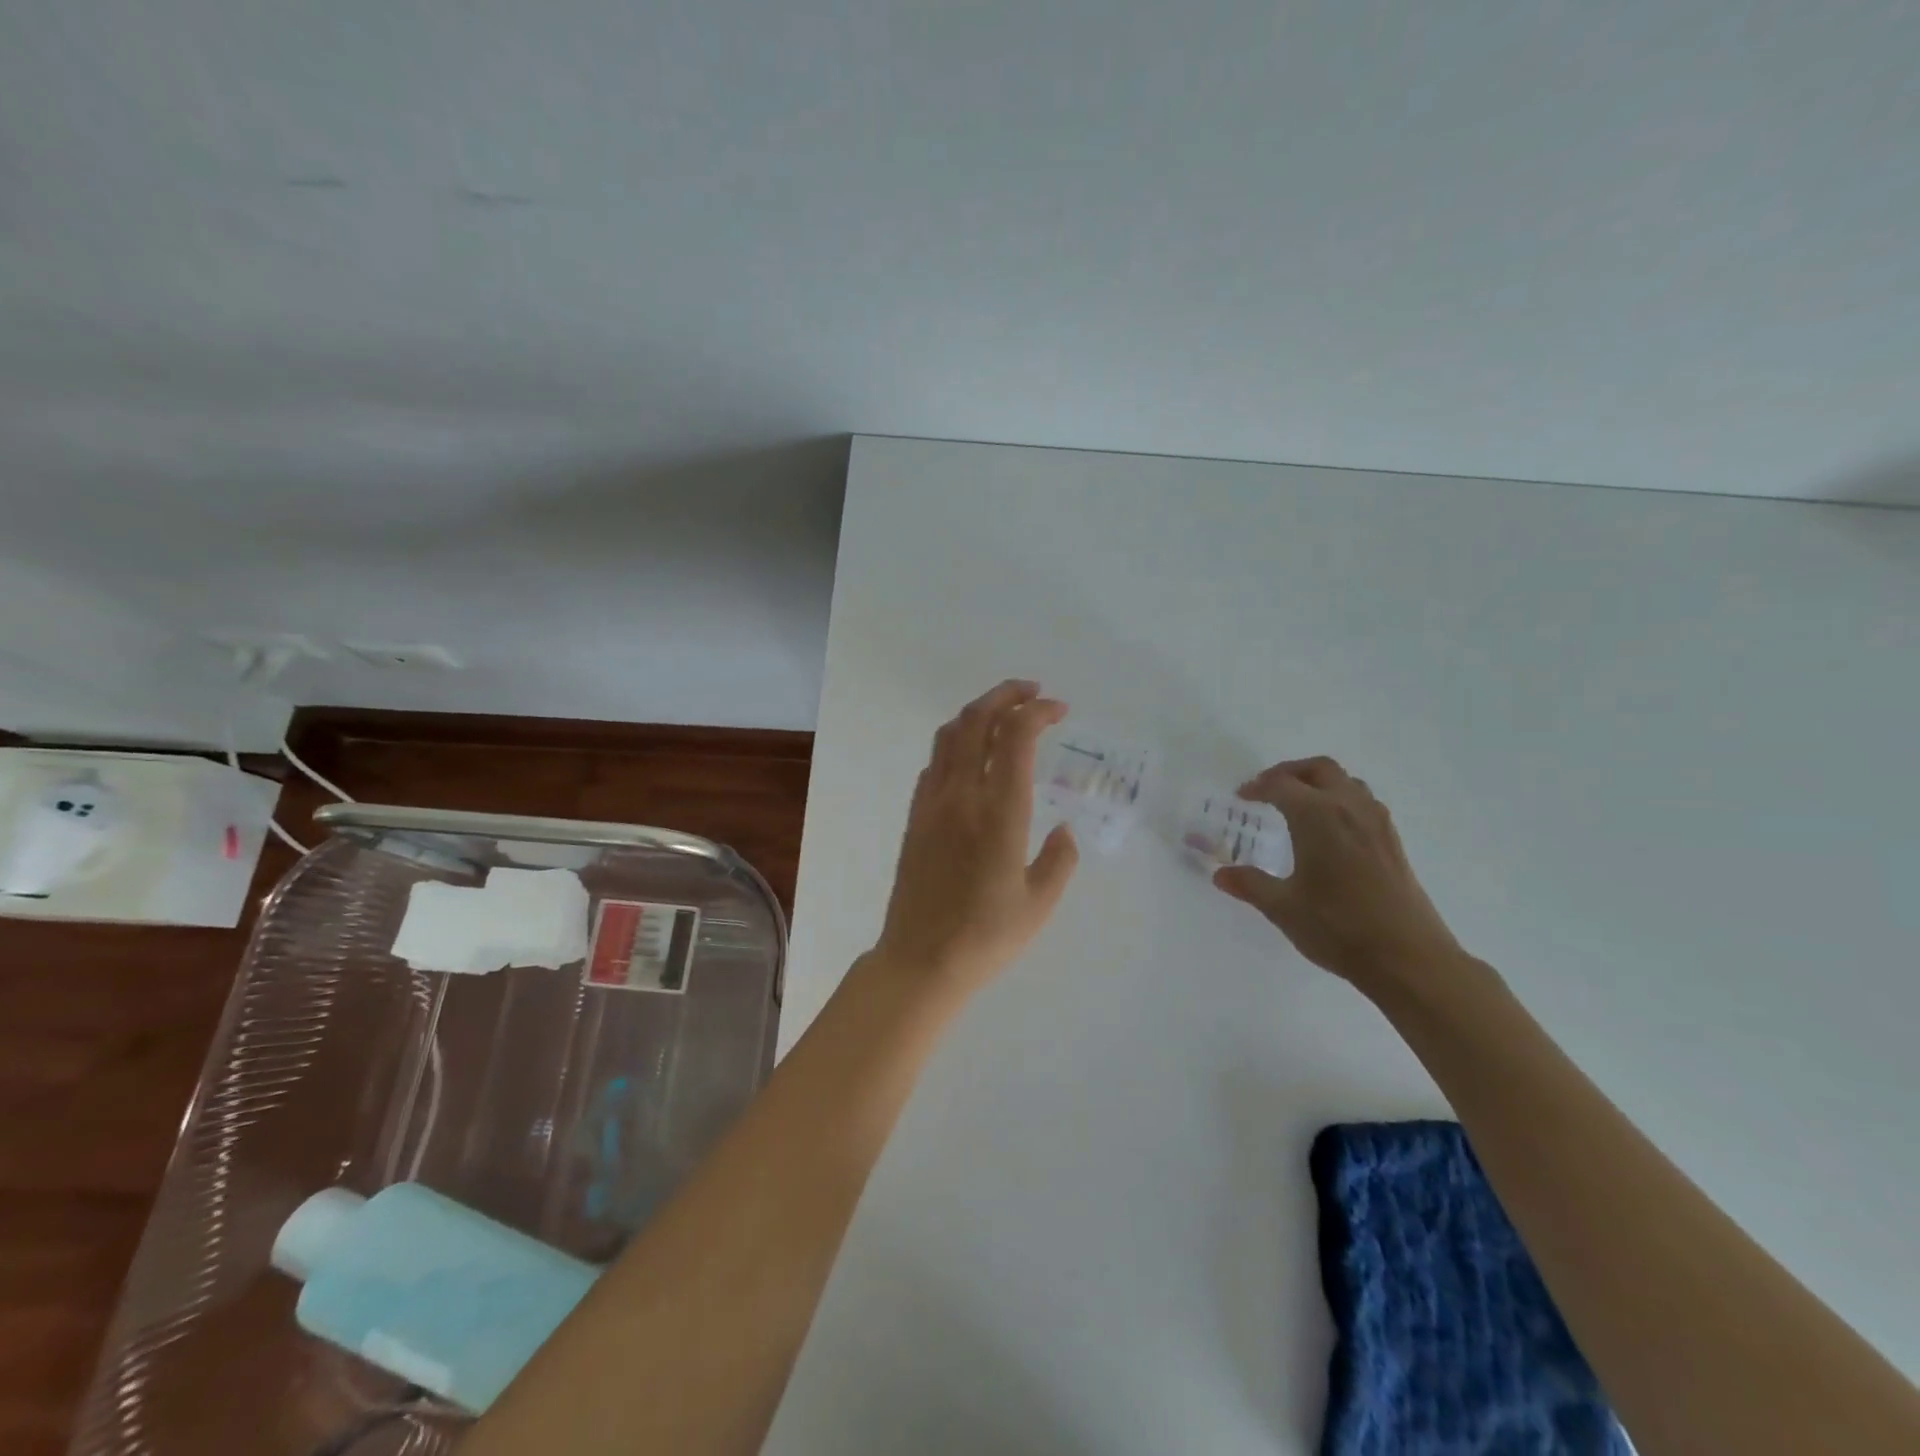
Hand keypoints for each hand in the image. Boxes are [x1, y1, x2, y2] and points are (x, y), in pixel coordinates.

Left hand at [872, 679, 1079, 995]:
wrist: (920, 961)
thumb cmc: (985, 937)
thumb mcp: (1039, 903)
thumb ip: (1059, 860)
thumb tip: (1063, 830)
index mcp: (999, 812)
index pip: (1015, 737)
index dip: (1038, 711)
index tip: (1059, 710)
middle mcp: (961, 796)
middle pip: (976, 720)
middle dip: (1006, 695)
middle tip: (1033, 692)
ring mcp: (932, 804)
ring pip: (949, 735)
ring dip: (978, 713)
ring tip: (1004, 714)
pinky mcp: (915, 818)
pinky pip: (934, 764)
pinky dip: (956, 743)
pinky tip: (972, 758)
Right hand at [1213, 756, 1462, 989]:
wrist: (1409, 958)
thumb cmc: (1339, 927)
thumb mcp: (1283, 908)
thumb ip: (1251, 884)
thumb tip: (1221, 875)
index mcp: (1317, 816)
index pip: (1281, 785)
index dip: (1257, 787)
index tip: (1241, 797)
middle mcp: (1349, 808)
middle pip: (1318, 769)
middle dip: (1289, 773)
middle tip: (1267, 789)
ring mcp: (1377, 824)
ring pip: (1346, 782)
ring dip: (1318, 783)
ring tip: (1298, 805)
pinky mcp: (1393, 842)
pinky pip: (1363, 802)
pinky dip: (1340, 800)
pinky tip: (1330, 831)